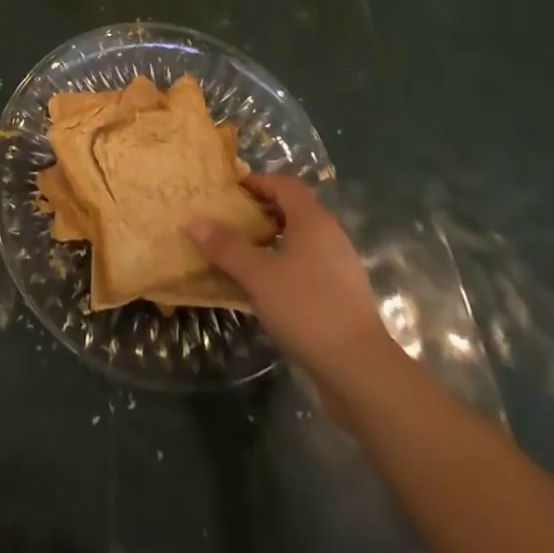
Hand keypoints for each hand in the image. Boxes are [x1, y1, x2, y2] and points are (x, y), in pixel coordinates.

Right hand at [188, 173, 390, 380]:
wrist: (361, 371)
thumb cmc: (307, 308)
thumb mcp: (258, 276)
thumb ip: (226, 247)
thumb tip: (192, 220)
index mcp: (313, 220)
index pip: (285, 184)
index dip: (258, 182)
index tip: (230, 190)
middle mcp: (330, 236)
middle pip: (294, 210)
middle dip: (262, 211)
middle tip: (230, 220)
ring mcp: (340, 267)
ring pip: (301, 241)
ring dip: (273, 241)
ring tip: (242, 254)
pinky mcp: (342, 297)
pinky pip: (308, 267)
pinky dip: (285, 266)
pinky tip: (266, 289)